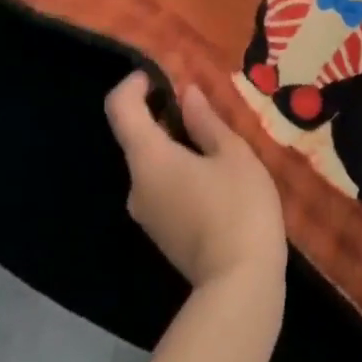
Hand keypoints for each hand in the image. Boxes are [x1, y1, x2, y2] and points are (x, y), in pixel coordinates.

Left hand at [104, 73, 286, 294]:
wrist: (240, 286)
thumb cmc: (239, 207)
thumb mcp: (232, 154)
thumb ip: (206, 121)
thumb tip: (187, 94)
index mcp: (149, 159)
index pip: (121, 109)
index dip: (134, 84)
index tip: (161, 75)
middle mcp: (136, 185)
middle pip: (137, 136)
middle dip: (164, 113)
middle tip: (203, 105)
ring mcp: (146, 214)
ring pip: (151, 163)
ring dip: (175, 143)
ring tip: (217, 140)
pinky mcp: (161, 233)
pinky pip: (161, 186)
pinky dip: (178, 169)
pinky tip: (214, 174)